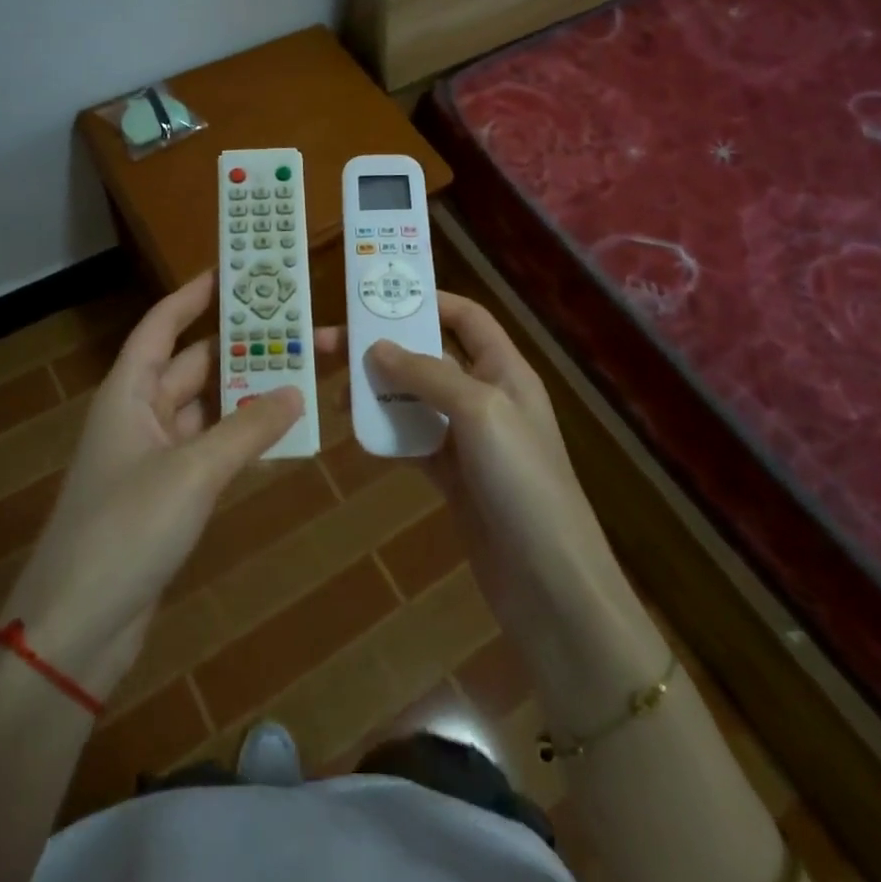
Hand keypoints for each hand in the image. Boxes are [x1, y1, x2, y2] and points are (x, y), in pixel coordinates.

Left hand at [0, 272, 338, 702]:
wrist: (77, 628)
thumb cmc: (125, 529)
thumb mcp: (192, 472)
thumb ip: (247, 428)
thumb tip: (297, 390)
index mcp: (128, 393)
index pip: (162, 326)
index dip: (192, 295)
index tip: (233, 270)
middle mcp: (139, 415)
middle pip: (192, 364)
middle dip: (239, 345)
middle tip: (293, 324)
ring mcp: (153, 457)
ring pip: (206, 408)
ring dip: (246, 392)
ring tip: (301, 370)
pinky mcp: (167, 496)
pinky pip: (211, 449)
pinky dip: (242, 437)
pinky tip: (280, 431)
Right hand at [367, 294, 667, 727]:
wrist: (549, 583)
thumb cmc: (521, 481)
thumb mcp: (479, 411)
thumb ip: (428, 374)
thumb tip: (377, 347)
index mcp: (505, 371)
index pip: (467, 318)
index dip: (428, 301)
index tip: (377, 298)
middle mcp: (488, 397)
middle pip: (431, 357)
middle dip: (385, 348)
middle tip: (331, 346)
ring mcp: (470, 441)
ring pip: (417, 400)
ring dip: (379, 392)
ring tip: (335, 394)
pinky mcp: (455, 479)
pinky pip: (414, 442)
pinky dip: (388, 434)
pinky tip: (358, 435)